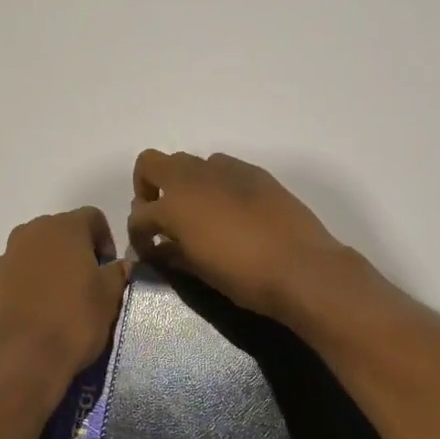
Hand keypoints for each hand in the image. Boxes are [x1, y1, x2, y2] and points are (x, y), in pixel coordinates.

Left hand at [0, 208, 129, 390]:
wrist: (17, 361)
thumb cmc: (72, 321)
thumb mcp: (110, 298)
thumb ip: (117, 273)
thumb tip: (120, 265)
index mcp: (63, 227)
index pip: (93, 217)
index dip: (106, 240)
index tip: (109, 270)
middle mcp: (30, 233)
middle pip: (61, 233)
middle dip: (76, 253)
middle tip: (89, 286)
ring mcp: (4, 259)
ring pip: (36, 255)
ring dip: (51, 270)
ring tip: (62, 305)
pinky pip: (17, 279)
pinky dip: (30, 290)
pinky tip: (39, 319)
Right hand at [127, 151, 351, 321]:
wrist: (301, 267)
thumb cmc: (244, 276)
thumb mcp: (200, 271)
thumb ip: (173, 254)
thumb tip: (160, 248)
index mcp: (173, 205)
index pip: (139, 215)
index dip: (138, 236)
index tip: (148, 252)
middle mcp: (193, 178)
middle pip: (151, 164)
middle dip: (147, 188)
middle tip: (162, 217)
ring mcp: (225, 169)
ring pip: (188, 162)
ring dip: (182, 183)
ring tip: (197, 213)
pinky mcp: (253, 172)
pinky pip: (221, 168)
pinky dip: (214, 183)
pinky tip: (229, 210)